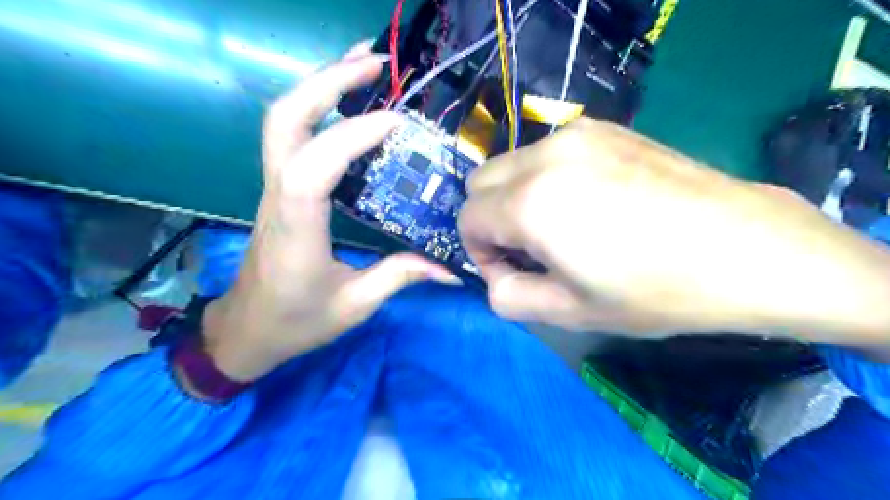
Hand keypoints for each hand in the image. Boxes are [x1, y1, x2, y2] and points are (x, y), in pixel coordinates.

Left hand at [200, 44, 454, 381]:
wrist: (246, 329)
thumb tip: (448, 268)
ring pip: (283, 121)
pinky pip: (293, 136)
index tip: (396, 122)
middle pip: (285, 121)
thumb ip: (399, 277)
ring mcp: (273, 189)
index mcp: (295, 230)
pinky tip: (349, 103)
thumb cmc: (296, 322)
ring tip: (364, 66)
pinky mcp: (280, 189)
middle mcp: (277, 199)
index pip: (312, 169)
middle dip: (327, 82)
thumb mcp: (354, 306)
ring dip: (321, 85)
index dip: (351, 138)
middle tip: (376, 63)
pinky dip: (320, 108)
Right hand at [463, 118, 889, 341]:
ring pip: (510, 165)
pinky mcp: (604, 129)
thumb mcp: (569, 312)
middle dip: (491, 221)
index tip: (515, 273)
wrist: (747, 249)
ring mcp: (577, 134)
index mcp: (532, 203)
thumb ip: (508, 297)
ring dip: (516, 198)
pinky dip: (545, 179)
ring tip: (563, 227)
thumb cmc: (656, 290)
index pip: (467, 219)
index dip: (481, 253)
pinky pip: (546, 153)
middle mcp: (546, 156)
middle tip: (533, 251)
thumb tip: (495, 275)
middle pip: (479, 184)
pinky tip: (590, 203)